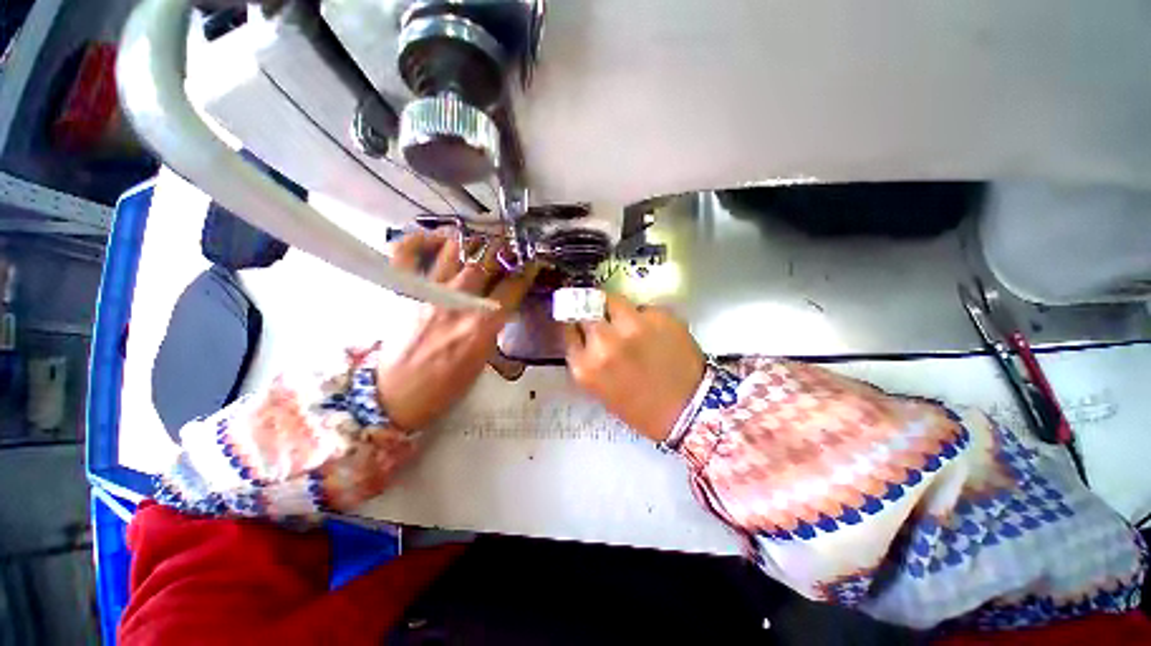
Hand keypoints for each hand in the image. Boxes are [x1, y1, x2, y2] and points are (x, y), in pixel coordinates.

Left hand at [376, 230, 536, 429]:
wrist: (395, 396)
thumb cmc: (445, 387)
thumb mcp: (483, 361)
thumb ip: (494, 328)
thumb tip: (503, 306)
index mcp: (482, 325)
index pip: (512, 287)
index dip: (527, 271)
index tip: (532, 262)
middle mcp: (458, 302)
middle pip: (486, 261)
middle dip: (504, 249)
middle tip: (510, 247)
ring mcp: (428, 293)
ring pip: (455, 249)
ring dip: (473, 241)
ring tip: (481, 243)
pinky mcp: (404, 291)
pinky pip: (407, 253)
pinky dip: (421, 239)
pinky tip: (438, 239)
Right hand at [563, 294, 705, 442]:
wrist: (689, 411)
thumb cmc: (640, 408)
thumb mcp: (600, 388)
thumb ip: (587, 358)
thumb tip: (584, 332)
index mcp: (585, 367)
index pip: (567, 328)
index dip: (575, 322)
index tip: (580, 320)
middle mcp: (605, 342)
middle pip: (585, 308)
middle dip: (592, 312)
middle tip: (603, 318)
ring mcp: (633, 326)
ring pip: (613, 300)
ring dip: (616, 308)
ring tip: (628, 321)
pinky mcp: (659, 317)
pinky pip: (643, 308)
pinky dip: (644, 317)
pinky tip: (655, 333)